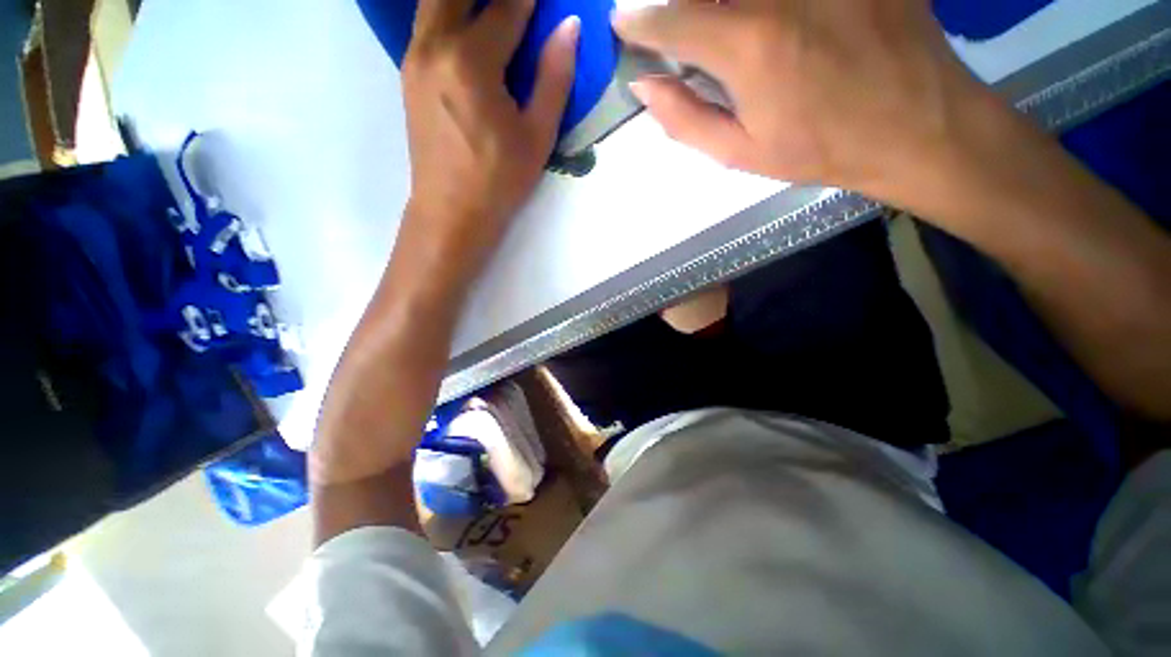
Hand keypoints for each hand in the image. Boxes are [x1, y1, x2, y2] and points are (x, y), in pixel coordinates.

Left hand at [400, 0, 578, 286]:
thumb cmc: (499, 180)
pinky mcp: (408, 72)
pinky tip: (467, 23)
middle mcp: (435, 45)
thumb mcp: (537, 136)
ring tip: (493, 11)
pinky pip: (426, 22)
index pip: (506, 7)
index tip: (548, 1)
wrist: (451, 211)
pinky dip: (448, 10)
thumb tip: (569, 27)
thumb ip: (554, 78)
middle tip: (518, 5)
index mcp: (471, 62)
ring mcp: (415, 57)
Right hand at [614, 0, 991, 204]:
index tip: (624, 23)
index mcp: (749, 45)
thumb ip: (685, 120)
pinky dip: (761, 8)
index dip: (640, 22)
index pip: (672, 19)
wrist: (916, 126)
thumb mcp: (741, 152)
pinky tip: (771, 25)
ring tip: (718, 29)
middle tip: (676, 26)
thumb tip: (645, 87)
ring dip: (717, 5)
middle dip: (680, 5)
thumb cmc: (820, 148)